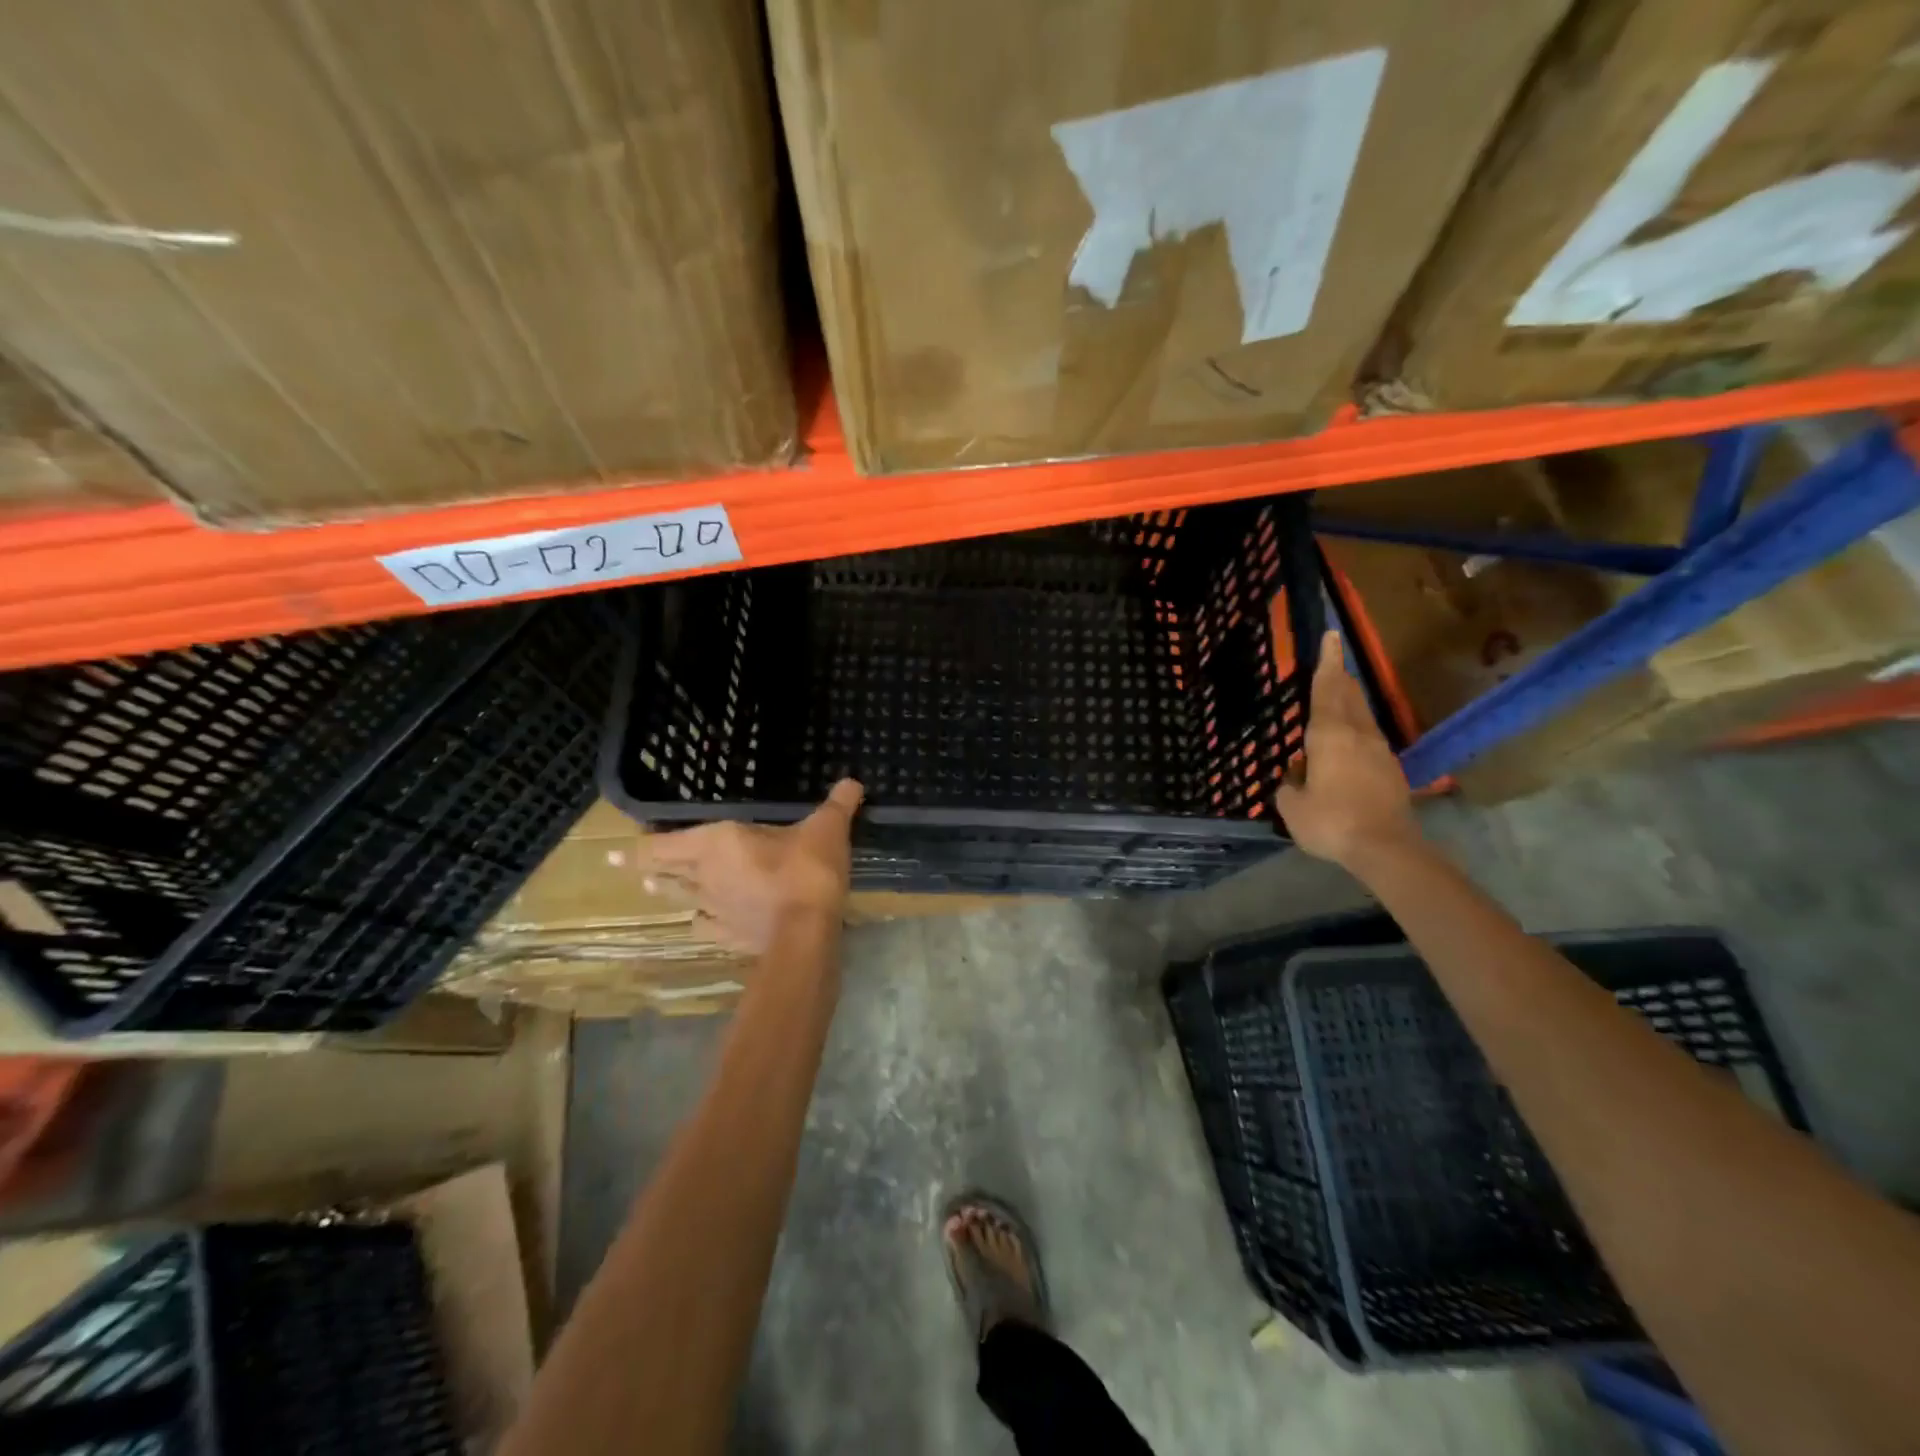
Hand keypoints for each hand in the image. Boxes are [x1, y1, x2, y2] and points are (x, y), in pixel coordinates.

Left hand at [640, 780, 862, 953]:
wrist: (806, 932)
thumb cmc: (807, 870)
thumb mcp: (826, 829)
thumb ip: (837, 804)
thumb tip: (853, 781)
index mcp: (717, 842)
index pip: (660, 846)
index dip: (636, 847)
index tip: (617, 851)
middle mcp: (704, 875)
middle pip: (663, 873)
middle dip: (645, 869)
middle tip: (632, 866)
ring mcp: (713, 910)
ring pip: (678, 900)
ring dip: (667, 892)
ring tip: (655, 889)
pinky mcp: (728, 937)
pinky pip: (704, 928)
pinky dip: (700, 922)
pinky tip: (703, 923)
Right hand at [1275, 632, 1418, 871]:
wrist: (1385, 848)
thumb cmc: (1331, 822)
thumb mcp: (1292, 806)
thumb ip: (1290, 785)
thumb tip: (1296, 775)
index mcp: (1329, 735)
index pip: (1327, 689)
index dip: (1327, 662)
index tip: (1332, 636)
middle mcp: (1357, 734)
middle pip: (1348, 696)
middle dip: (1339, 677)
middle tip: (1333, 663)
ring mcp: (1378, 751)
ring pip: (1362, 716)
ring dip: (1349, 702)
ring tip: (1338, 696)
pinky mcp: (1390, 770)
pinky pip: (1367, 739)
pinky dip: (1355, 730)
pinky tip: (1347, 743)